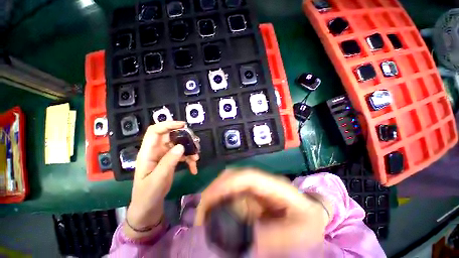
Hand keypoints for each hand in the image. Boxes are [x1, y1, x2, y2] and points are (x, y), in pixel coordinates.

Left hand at [125, 121, 198, 238]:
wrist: (148, 207)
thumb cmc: (148, 194)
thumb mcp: (158, 179)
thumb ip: (168, 162)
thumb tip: (181, 146)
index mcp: (148, 152)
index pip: (155, 131)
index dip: (168, 125)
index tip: (183, 125)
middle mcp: (156, 151)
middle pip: (171, 137)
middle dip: (184, 138)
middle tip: (195, 144)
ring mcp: (164, 156)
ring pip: (179, 145)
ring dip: (189, 150)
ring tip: (196, 159)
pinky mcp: (170, 161)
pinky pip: (182, 155)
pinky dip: (189, 159)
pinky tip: (194, 168)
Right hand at [195, 169, 330, 255]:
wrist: (311, 216)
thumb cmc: (308, 223)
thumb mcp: (298, 234)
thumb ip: (274, 237)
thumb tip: (243, 239)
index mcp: (272, 185)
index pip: (246, 177)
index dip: (225, 184)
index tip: (207, 201)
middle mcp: (260, 181)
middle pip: (232, 176)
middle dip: (214, 190)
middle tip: (200, 213)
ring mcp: (254, 186)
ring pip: (229, 183)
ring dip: (214, 196)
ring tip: (203, 216)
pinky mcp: (251, 194)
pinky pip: (231, 194)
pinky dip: (220, 202)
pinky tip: (214, 214)